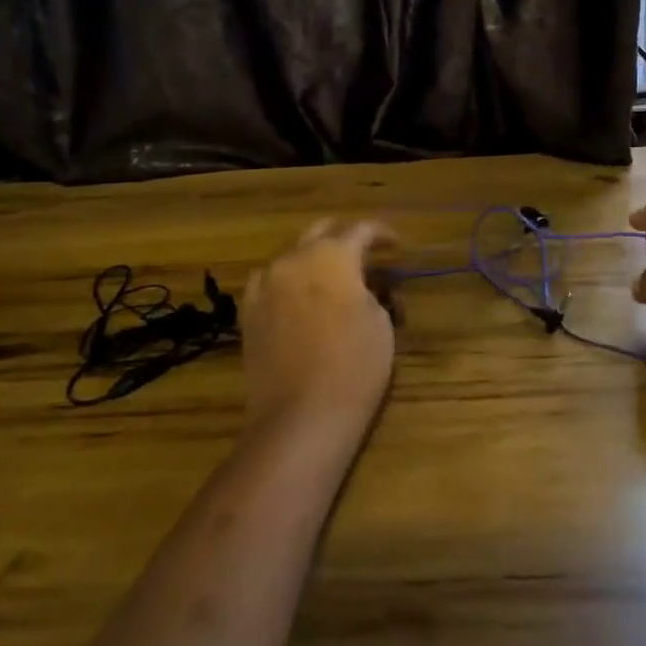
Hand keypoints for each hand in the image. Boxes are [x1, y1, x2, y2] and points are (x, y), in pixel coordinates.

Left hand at [241, 220, 396, 432]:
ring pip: (292, 254)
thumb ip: (373, 293)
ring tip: (332, 279)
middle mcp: (295, 258)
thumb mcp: (381, 324)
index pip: (362, 229)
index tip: (396, 245)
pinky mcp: (249, 311)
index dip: (382, 233)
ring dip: (314, 258)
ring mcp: (266, 283)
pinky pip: (269, 281)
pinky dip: (287, 281)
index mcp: (333, 256)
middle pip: (322, 231)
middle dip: (345, 237)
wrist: (300, 416)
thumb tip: (365, 287)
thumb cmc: (354, 367)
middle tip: (365, 255)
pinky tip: (297, 297)